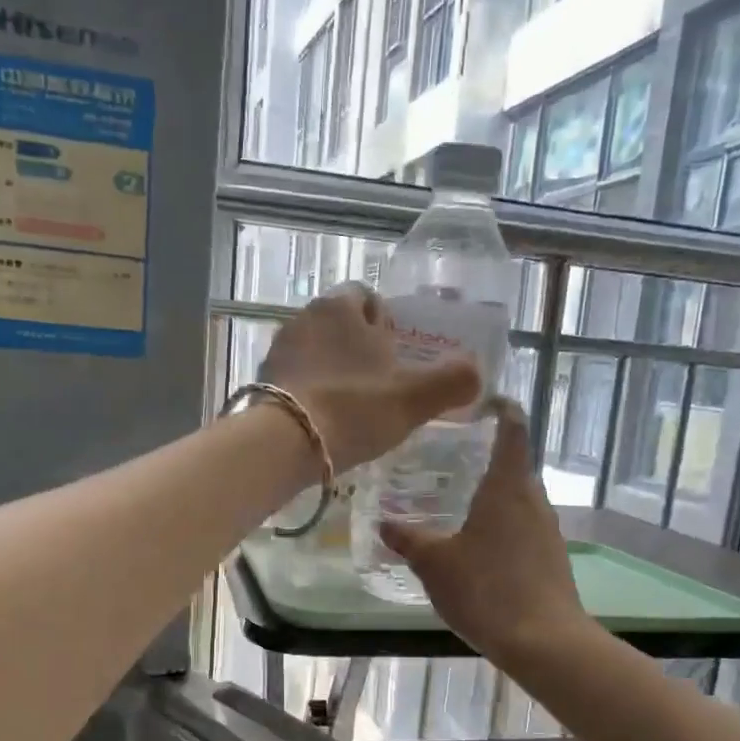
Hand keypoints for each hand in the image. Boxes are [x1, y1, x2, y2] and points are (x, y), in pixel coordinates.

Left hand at [258, 285, 480, 472]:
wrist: (285, 442)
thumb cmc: (354, 409)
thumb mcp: (413, 399)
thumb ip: (451, 382)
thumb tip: (478, 372)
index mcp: (342, 307)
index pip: (366, 298)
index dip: (384, 324)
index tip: (395, 356)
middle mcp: (306, 316)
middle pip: (340, 325)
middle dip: (358, 348)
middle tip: (378, 385)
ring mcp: (279, 348)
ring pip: (316, 351)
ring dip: (333, 370)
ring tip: (351, 406)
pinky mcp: (262, 378)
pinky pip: (295, 376)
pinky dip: (310, 390)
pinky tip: (322, 419)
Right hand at [379, 401, 590, 661]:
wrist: (543, 641)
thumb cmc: (486, 589)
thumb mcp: (435, 563)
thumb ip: (408, 539)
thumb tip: (384, 523)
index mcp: (507, 485)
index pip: (513, 427)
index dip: (501, 408)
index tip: (481, 402)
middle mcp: (533, 498)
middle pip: (514, 464)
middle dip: (486, 456)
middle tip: (448, 457)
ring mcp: (547, 529)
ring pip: (518, 498)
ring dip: (493, 495)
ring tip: (458, 500)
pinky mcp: (552, 557)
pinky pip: (524, 526)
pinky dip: (502, 525)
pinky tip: (478, 546)